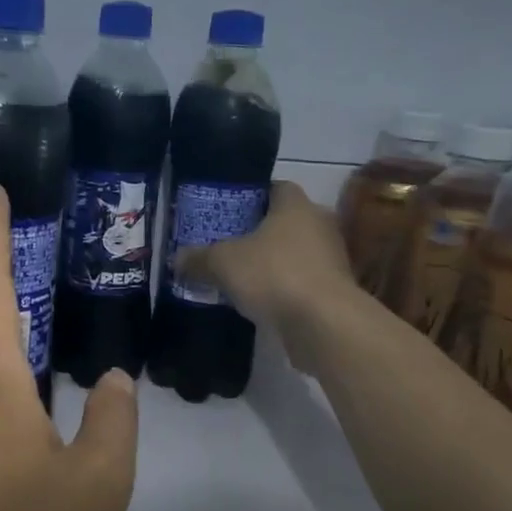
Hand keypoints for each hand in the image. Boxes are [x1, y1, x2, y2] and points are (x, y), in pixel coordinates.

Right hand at [176, 181, 356, 368]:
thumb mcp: (222, 263)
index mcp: (295, 206)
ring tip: (241, 274)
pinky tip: (260, 300)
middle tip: (230, 243)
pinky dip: (284, 287)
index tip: (230, 210)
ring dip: (273, 262)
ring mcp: (332, 259)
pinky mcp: (335, 291)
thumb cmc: (273, 274)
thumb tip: (176, 259)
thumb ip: (199, 258)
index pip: (277, 187)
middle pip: (286, 221)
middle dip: (260, 231)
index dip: (253, 195)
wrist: (324, 323)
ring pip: (295, 252)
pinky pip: (303, 281)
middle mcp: (319, 225)